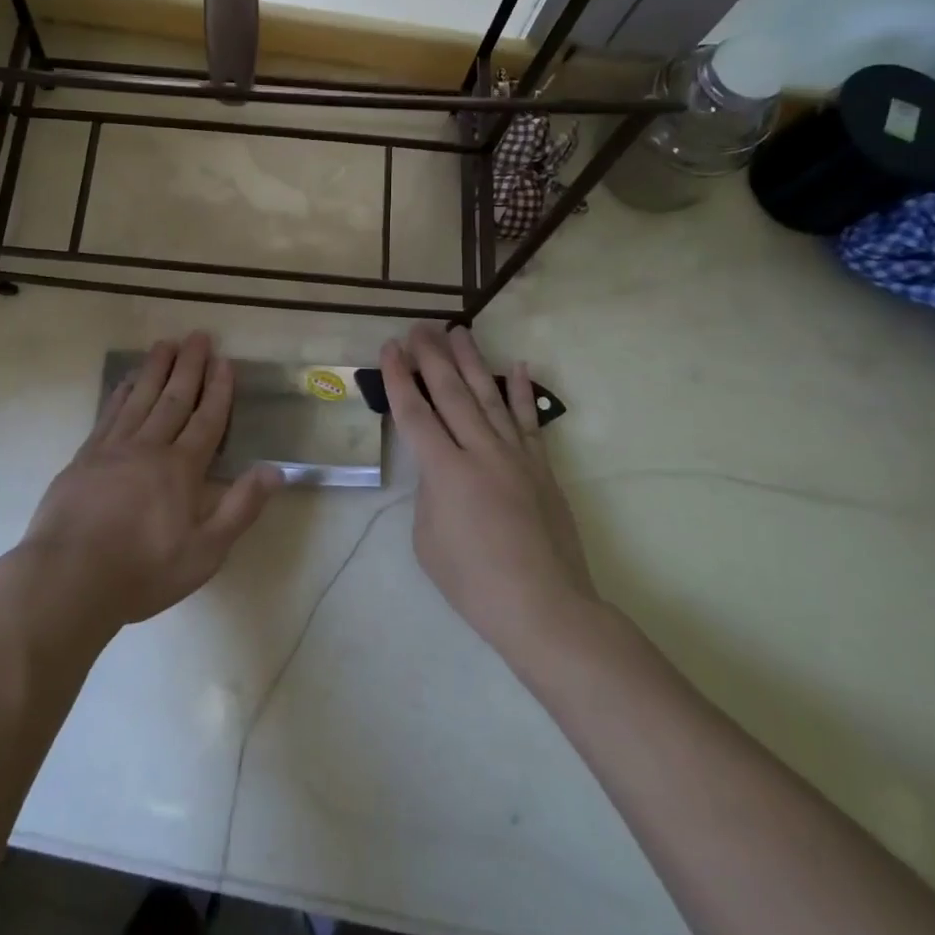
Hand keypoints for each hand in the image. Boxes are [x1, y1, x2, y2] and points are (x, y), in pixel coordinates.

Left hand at [20, 332, 278, 633]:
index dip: (218, 390)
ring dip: (156, 369)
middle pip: (174, 398)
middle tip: (198, 335)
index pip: (207, 420)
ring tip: (166, 343)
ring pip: (141, 398)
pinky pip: (109, 414)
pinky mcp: (85, 457)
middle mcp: (149, 447)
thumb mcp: (205, 552)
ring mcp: (113, 448)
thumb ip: (240, 508)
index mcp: (181, 469)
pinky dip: (121, 393)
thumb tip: (275, 470)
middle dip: (189, 366)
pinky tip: (127, 381)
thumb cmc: (143, 571)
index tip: (224, 360)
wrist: (68, 578)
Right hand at [383, 323, 598, 662]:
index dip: (398, 378)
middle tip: (420, 327)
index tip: (389, 347)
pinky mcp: (541, 468)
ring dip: (472, 361)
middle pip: (451, 394)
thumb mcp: (428, 541)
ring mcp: (515, 457)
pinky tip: (518, 366)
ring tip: (459, 331)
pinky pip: (530, 422)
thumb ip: (429, 494)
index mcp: (445, 472)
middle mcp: (480, 452)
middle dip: (431, 357)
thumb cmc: (474, 582)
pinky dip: (523, 392)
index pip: (415, 413)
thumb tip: (440, 471)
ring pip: (489, 397)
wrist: (545, 607)